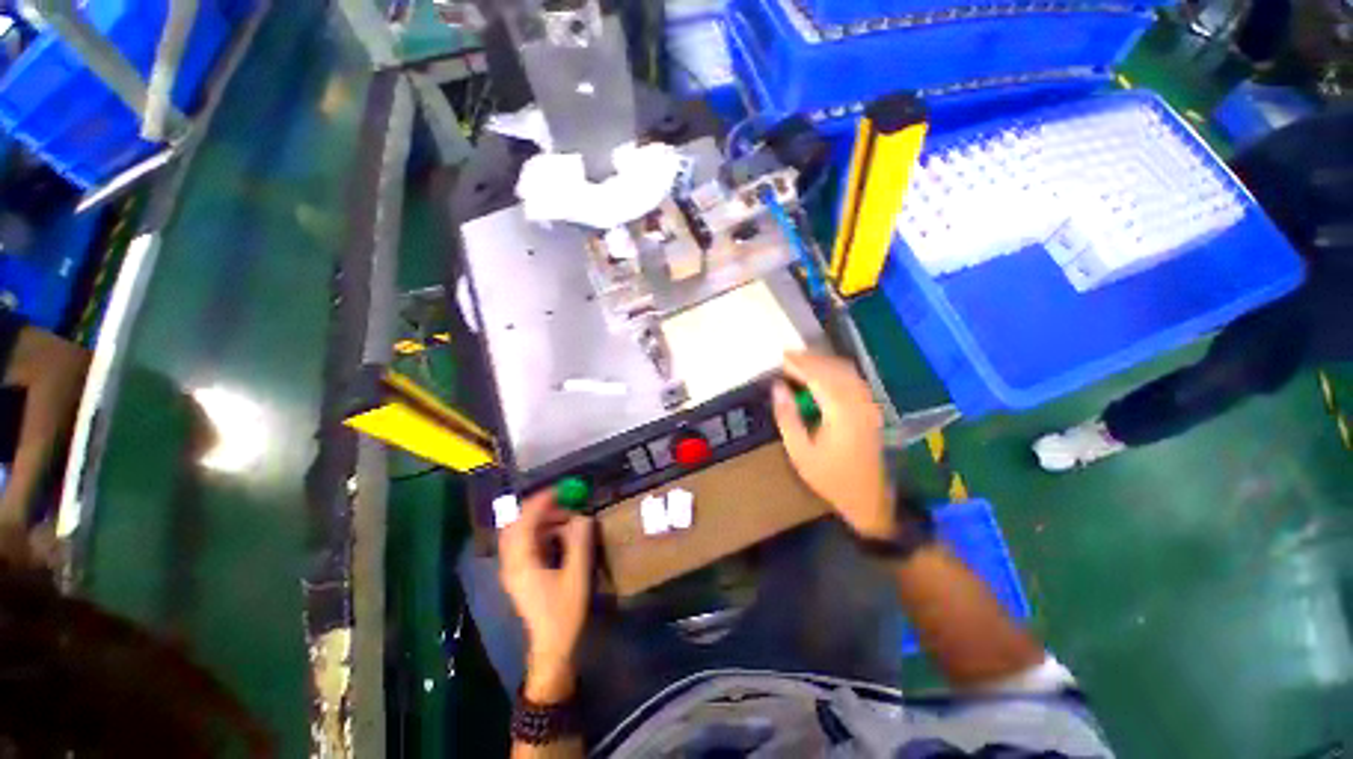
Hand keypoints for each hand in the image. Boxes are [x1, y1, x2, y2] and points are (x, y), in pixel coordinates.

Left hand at [498, 492, 594, 701]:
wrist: (551, 647)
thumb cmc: (564, 613)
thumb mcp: (577, 575)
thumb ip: (580, 542)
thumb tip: (583, 516)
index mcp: (521, 562)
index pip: (525, 521)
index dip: (542, 501)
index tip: (561, 489)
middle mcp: (511, 562)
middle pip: (518, 524)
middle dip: (541, 508)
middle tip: (565, 501)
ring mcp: (513, 569)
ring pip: (521, 533)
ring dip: (542, 520)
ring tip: (568, 518)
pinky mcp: (520, 574)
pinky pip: (526, 543)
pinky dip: (541, 532)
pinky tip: (560, 534)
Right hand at [772, 352, 895, 539]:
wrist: (869, 498)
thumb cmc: (830, 477)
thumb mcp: (800, 451)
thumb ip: (787, 417)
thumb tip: (777, 387)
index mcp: (840, 411)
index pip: (818, 376)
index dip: (799, 364)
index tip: (781, 357)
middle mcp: (858, 401)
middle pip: (834, 368)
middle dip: (810, 359)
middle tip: (788, 357)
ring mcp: (868, 404)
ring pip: (846, 371)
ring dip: (824, 362)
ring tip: (801, 363)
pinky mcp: (871, 409)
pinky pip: (853, 379)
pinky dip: (836, 371)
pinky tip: (823, 375)